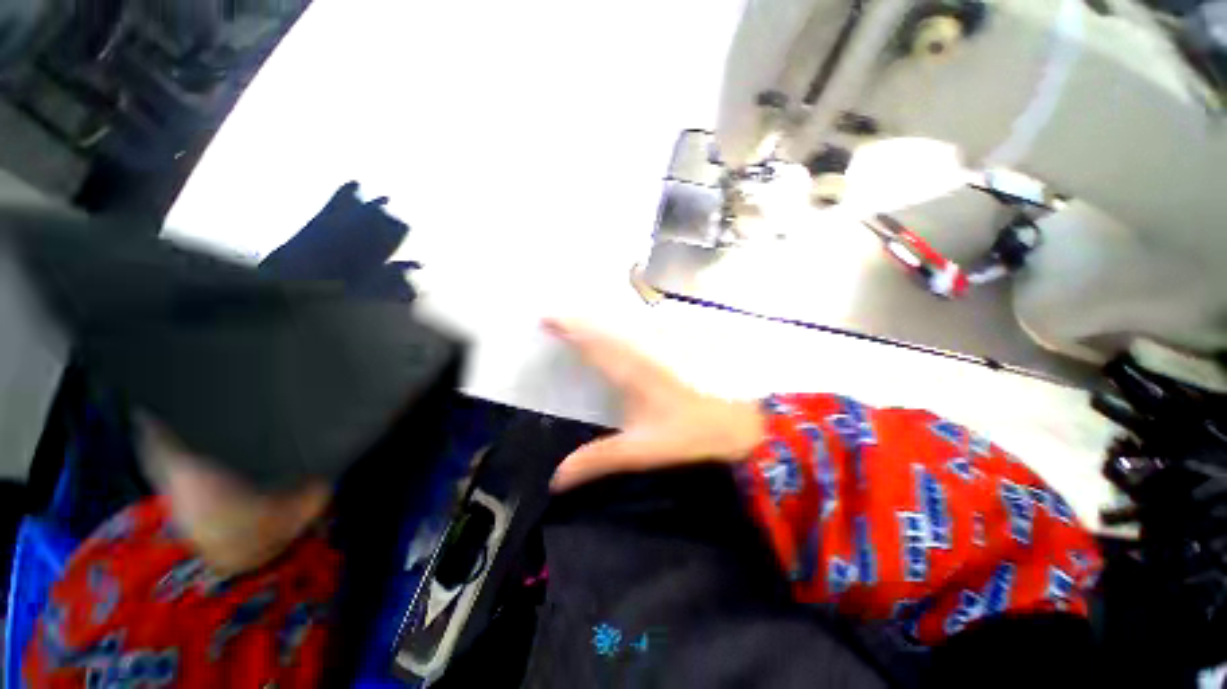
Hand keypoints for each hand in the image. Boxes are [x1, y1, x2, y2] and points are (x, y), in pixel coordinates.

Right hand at [545, 319, 765, 491]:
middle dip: (579, 320)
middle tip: (557, 316)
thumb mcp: (641, 451)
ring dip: (601, 319)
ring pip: (625, 322)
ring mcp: (665, 341)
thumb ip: (597, 460)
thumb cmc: (691, 435)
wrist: (743, 421)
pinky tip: (623, 325)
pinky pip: (645, 325)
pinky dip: (627, 323)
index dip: (568, 328)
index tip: (546, 318)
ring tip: (581, 319)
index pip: (592, 343)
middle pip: (605, 327)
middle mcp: (645, 349)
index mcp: (631, 372)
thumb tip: (556, 479)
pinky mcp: (681, 341)